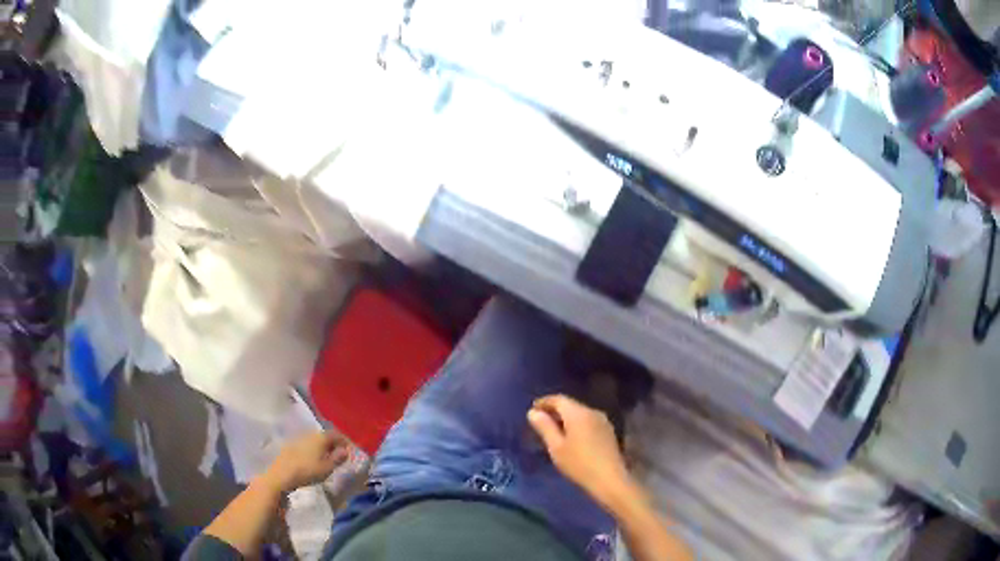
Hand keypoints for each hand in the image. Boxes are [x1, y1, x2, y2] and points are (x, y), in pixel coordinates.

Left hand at [262, 431, 350, 493]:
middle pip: (325, 436)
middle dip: (333, 444)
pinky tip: (313, 460)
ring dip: (323, 447)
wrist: (281, 475)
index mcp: (321, 437)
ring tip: (327, 459)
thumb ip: (338, 458)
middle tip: (339, 455)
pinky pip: (307, 444)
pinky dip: (313, 450)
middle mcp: (310, 434)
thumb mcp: (327, 468)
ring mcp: (299, 438)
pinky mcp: (291, 445)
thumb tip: (345, 450)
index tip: (350, 451)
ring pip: (315, 440)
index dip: (345, 442)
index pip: (337, 434)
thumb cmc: (307, 471)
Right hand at [527, 394, 636, 510]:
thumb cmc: (578, 463)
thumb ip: (544, 427)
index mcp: (578, 413)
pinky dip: (577, 425)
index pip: (558, 399)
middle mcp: (592, 412)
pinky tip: (572, 438)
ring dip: (566, 419)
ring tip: (554, 430)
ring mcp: (603, 421)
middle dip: (555, 411)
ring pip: (580, 414)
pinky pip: (588, 422)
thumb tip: (533, 412)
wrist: (609, 479)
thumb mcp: (556, 447)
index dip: (544, 402)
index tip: (532, 409)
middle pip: (570, 405)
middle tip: (540, 421)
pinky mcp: (608, 432)